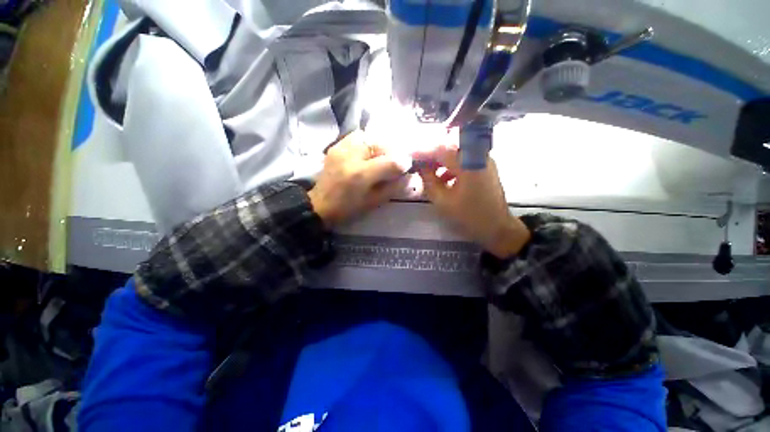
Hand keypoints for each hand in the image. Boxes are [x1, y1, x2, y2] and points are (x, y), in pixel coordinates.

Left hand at [309, 131, 410, 227]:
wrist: (319, 205)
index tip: (407, 167)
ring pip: (369, 136)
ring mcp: (341, 148)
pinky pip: (356, 136)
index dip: (403, 163)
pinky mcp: (335, 146)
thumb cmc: (347, 208)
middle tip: (394, 162)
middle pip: (380, 143)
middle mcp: (351, 156)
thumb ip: (393, 188)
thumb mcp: (373, 202)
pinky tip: (367, 153)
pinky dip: (366, 142)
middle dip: (392, 152)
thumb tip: (411, 178)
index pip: (391, 161)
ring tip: (381, 157)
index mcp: (361, 175)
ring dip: (379, 145)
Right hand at [417, 144, 530, 257]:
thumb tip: (420, 166)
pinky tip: (443, 179)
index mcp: (468, 163)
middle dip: (431, 155)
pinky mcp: (485, 167)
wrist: (497, 227)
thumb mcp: (443, 200)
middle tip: (419, 165)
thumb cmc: (469, 216)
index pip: (441, 149)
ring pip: (456, 153)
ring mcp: (484, 160)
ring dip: (441, 161)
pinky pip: (464, 160)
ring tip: (429, 173)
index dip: (423, 151)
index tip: (410, 156)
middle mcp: (478, 155)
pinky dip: (451, 166)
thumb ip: (429, 180)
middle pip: (449, 147)